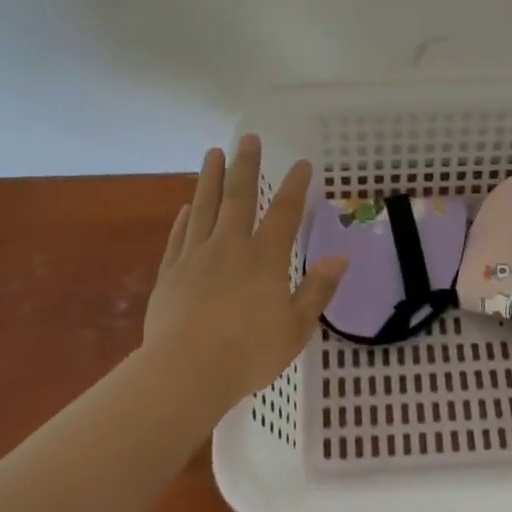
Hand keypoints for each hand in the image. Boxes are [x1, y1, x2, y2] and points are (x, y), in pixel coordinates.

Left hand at [145, 134, 347, 399]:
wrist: (186, 372)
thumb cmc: (248, 354)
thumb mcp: (296, 327)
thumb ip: (317, 290)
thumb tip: (340, 258)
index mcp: (264, 258)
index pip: (285, 213)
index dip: (295, 186)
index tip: (301, 163)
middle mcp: (230, 247)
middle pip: (239, 197)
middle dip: (246, 166)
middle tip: (248, 138)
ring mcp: (196, 257)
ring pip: (205, 207)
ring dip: (211, 178)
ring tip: (213, 154)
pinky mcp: (170, 273)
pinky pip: (179, 237)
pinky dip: (184, 219)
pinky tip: (187, 207)